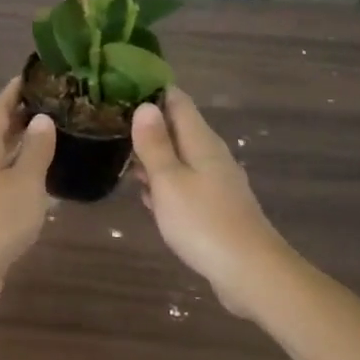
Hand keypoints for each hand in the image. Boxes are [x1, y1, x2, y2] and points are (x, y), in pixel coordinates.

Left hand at [0, 77, 56, 311]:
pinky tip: (45, 179)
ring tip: (57, 135)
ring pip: (2, 156)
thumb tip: (41, 118)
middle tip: (57, 103)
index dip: (15, 89)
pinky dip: (23, 172)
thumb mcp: (25, 181)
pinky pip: (5, 180)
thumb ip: (35, 148)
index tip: (36, 74)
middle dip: (23, 115)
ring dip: (24, 144)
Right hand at [131, 88, 291, 318]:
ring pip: (179, 158)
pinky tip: (147, 196)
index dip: (152, 91)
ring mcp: (215, 182)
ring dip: (153, 156)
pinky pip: (184, 184)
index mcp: (201, 141)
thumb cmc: (203, 222)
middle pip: (178, 129)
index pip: (177, 101)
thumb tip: (145, 105)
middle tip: (109, 123)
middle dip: (147, 125)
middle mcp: (211, 155)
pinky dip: (165, 184)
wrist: (250, 272)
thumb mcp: (169, 180)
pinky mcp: (214, 207)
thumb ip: (155, 144)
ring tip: (119, 155)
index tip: (121, 87)